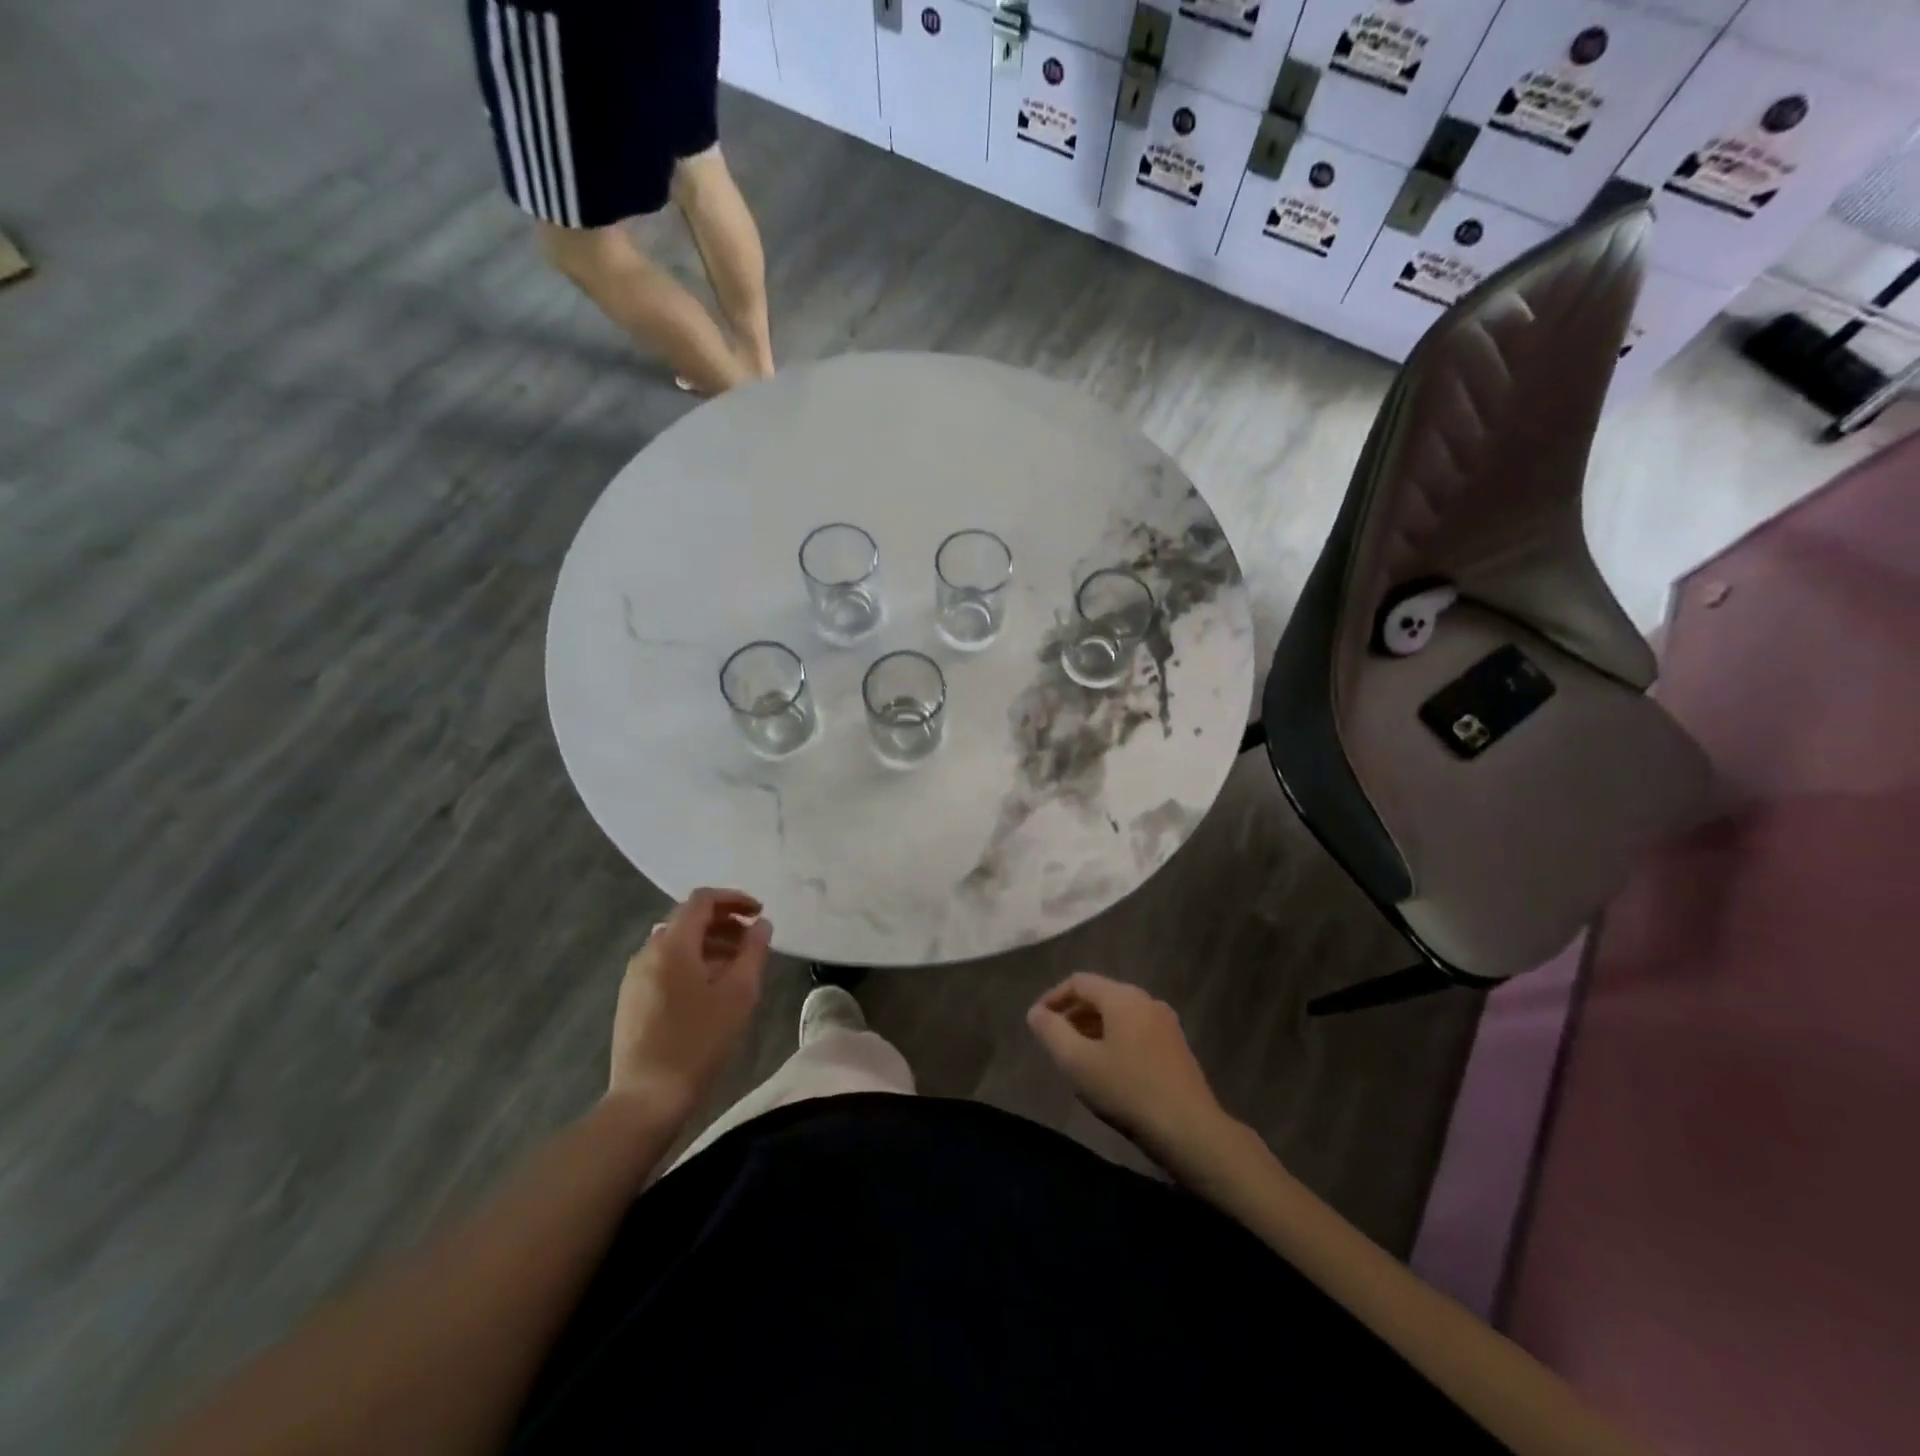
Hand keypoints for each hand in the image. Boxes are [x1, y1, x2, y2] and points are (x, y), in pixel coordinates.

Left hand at [609, 889, 769, 1116]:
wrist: (646, 1098)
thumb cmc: (698, 1041)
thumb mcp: (739, 994)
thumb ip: (753, 951)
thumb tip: (761, 924)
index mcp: (672, 944)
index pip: (702, 900)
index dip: (734, 899)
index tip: (759, 913)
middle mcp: (648, 951)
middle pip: (687, 920)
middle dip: (723, 922)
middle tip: (752, 940)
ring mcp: (635, 976)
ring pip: (676, 944)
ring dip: (708, 944)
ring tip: (737, 965)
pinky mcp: (631, 999)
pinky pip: (665, 964)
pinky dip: (691, 962)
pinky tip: (710, 988)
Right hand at [1027, 973, 1228, 1162]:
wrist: (1190, 1131)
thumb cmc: (1128, 1091)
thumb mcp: (1078, 1062)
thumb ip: (1052, 1032)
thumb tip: (1036, 1012)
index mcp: (1123, 997)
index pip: (1079, 981)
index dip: (1053, 997)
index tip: (1037, 1021)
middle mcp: (1147, 1000)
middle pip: (1101, 995)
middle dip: (1073, 1014)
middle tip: (1054, 1040)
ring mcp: (1166, 1023)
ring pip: (1119, 1014)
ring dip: (1093, 1028)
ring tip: (1076, 1055)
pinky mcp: (1176, 1047)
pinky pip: (1136, 1030)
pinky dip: (1114, 1039)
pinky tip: (1108, 1068)